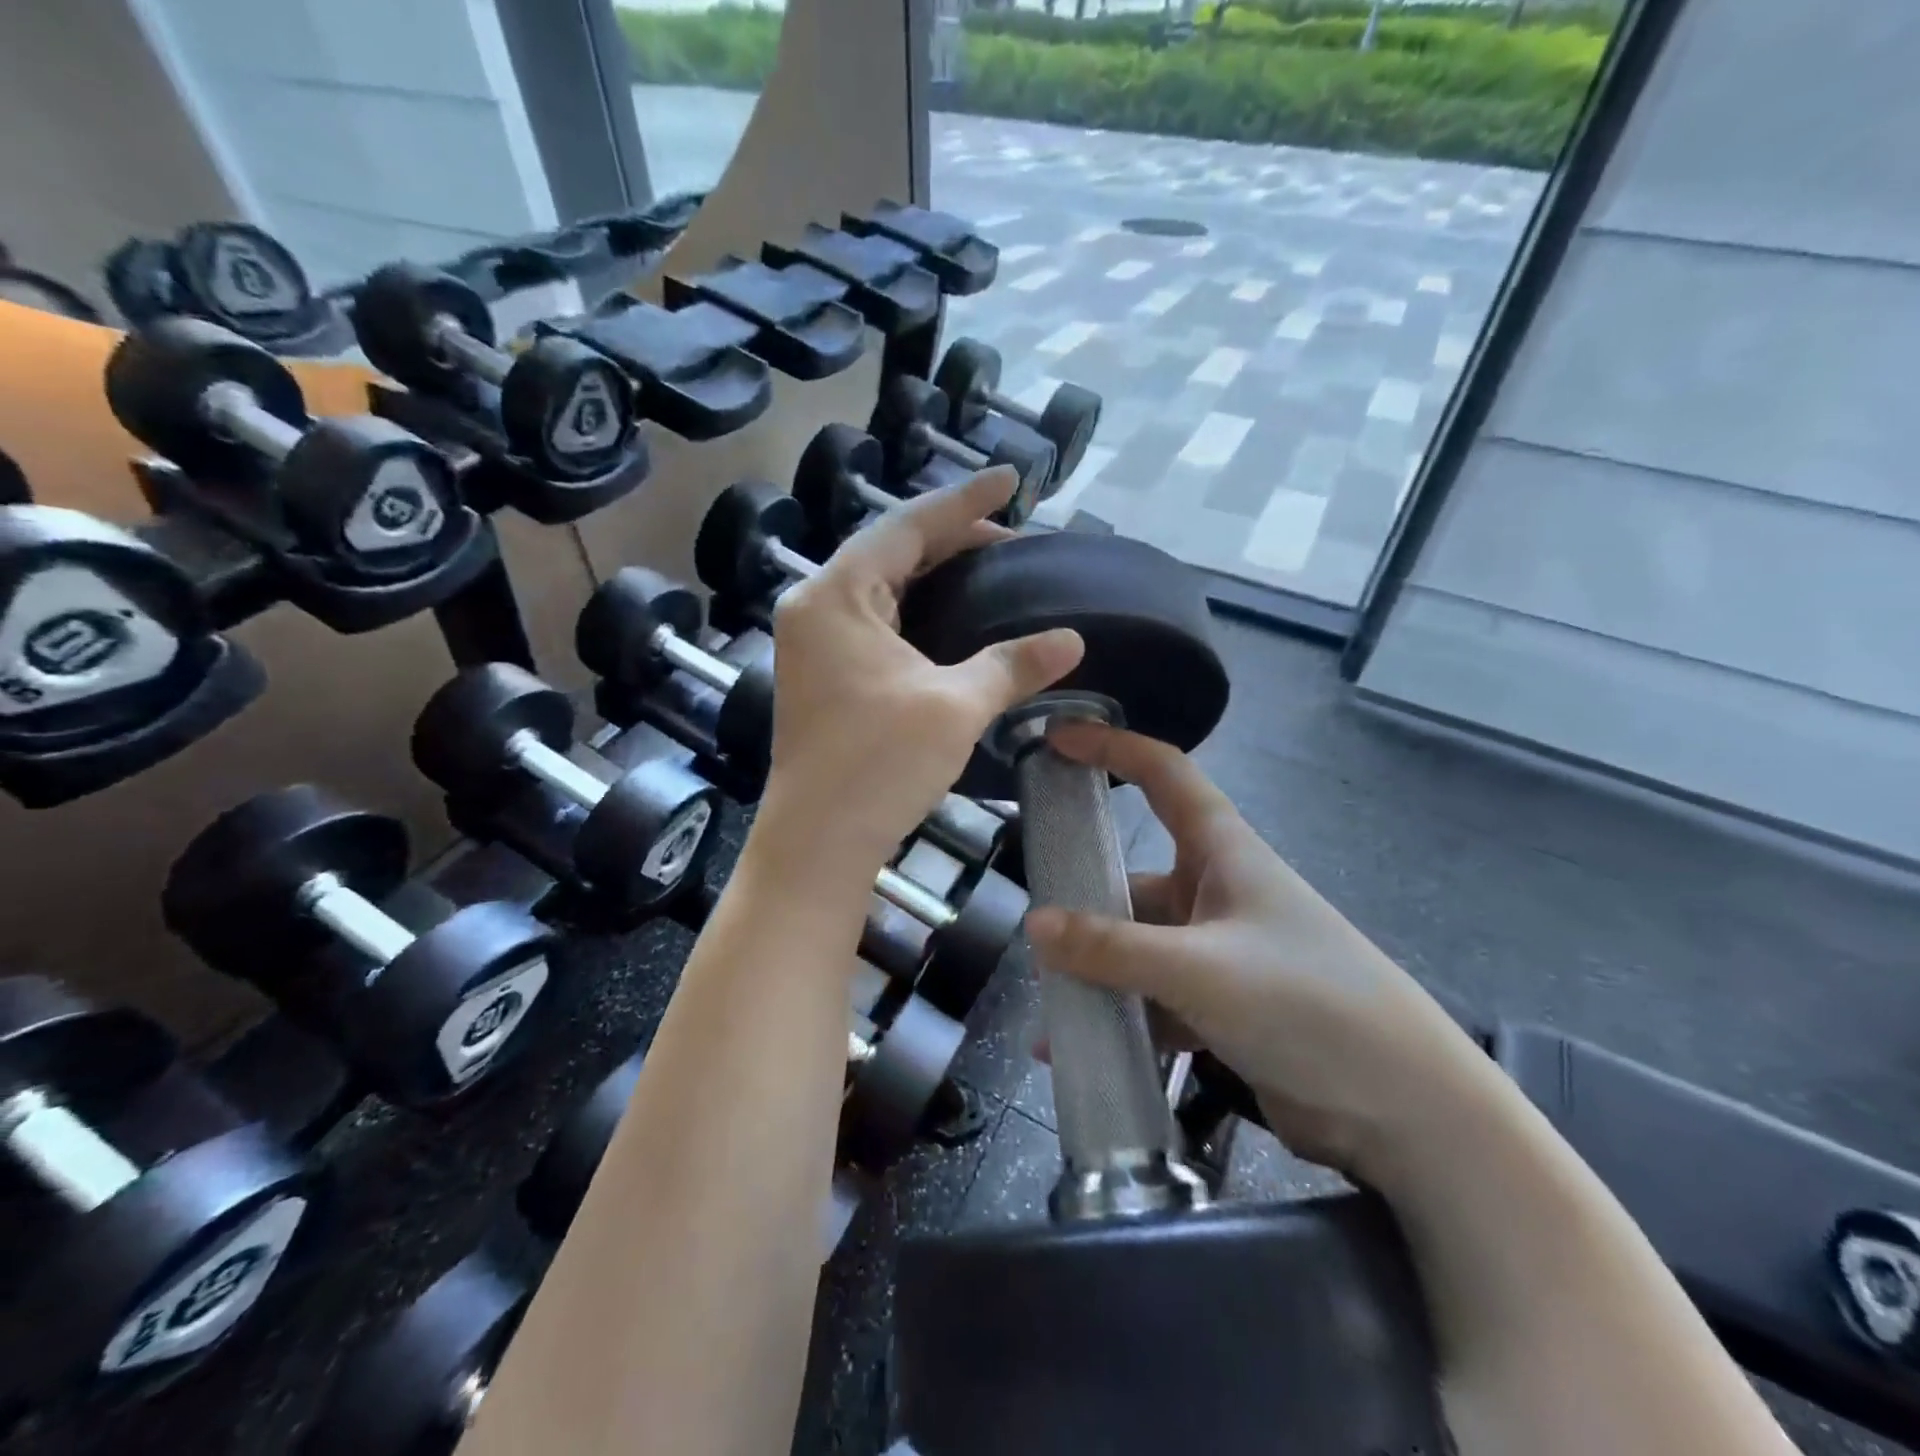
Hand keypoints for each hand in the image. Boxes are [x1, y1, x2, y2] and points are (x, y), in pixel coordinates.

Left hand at [756, 467, 1083, 885]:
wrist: (819, 843)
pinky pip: (876, 620)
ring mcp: (814, 642)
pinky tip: (952, 618)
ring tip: (990, 568)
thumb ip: (1013, 664)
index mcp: (837, 595)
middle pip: (891, 551)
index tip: (1012, 479)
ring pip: (882, 586)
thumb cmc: (878, 765)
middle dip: (952, 539)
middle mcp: (816, 607)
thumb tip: (1072, 639)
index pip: (908, 526)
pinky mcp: (824, 673)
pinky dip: (916, 610)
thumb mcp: (954, 706)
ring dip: (934, 574)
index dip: (964, 501)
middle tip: (1012, 536)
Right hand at [1024, 720, 1490, 1186]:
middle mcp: (1217, 893)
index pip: (1164, 774)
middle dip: (1084, 899)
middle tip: (1029, 923)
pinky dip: (1117, 1020)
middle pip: (1135, 879)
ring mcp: (1218, 953)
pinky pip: (1151, 1002)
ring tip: (1044, 1006)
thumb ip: (1113, 949)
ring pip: (1137, 948)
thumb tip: (1033, 927)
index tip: (1057, 740)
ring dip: (1094, 974)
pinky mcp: (1221, 1008)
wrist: (1407, 1112)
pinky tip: (1072, 1050)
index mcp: (1224, 852)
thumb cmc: (1308, 1003)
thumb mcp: (1200, 969)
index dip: (1113, 748)